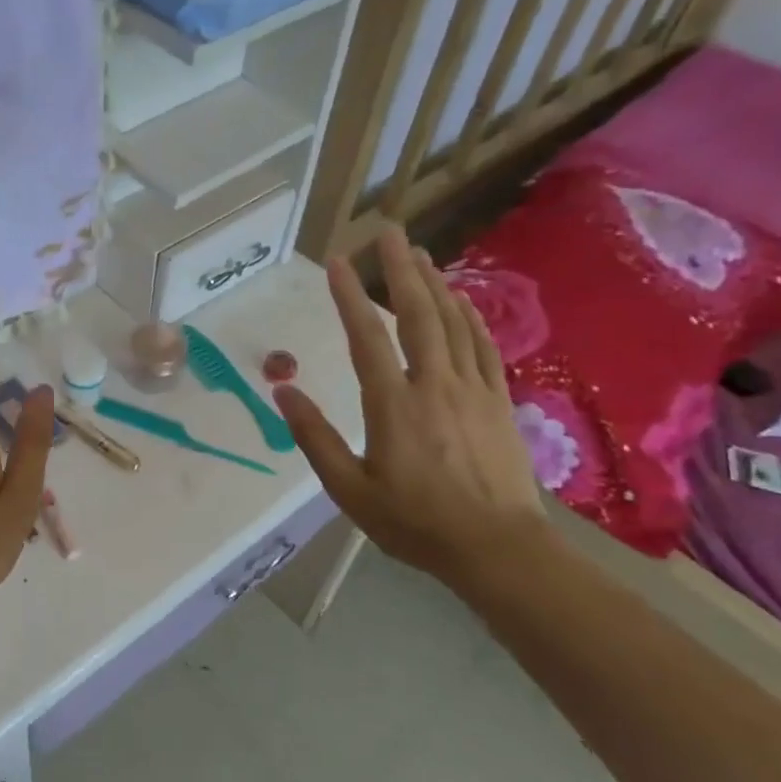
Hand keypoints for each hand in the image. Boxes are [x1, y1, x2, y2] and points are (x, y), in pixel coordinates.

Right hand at [275, 227, 548, 585]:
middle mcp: (434, 385)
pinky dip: (470, 317)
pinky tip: (461, 300)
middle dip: (401, 269)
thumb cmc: (415, 522)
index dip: (349, 296)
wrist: (498, 549)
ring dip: (435, 284)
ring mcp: (472, 390)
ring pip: (453, 323)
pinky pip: (482, 346)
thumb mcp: (350, 490)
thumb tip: (282, 391)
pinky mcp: (498, 401)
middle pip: (417, 314)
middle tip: (390, 232)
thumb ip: (314, 437)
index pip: (366, 337)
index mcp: (393, 405)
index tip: (337, 262)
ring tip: (420, 254)